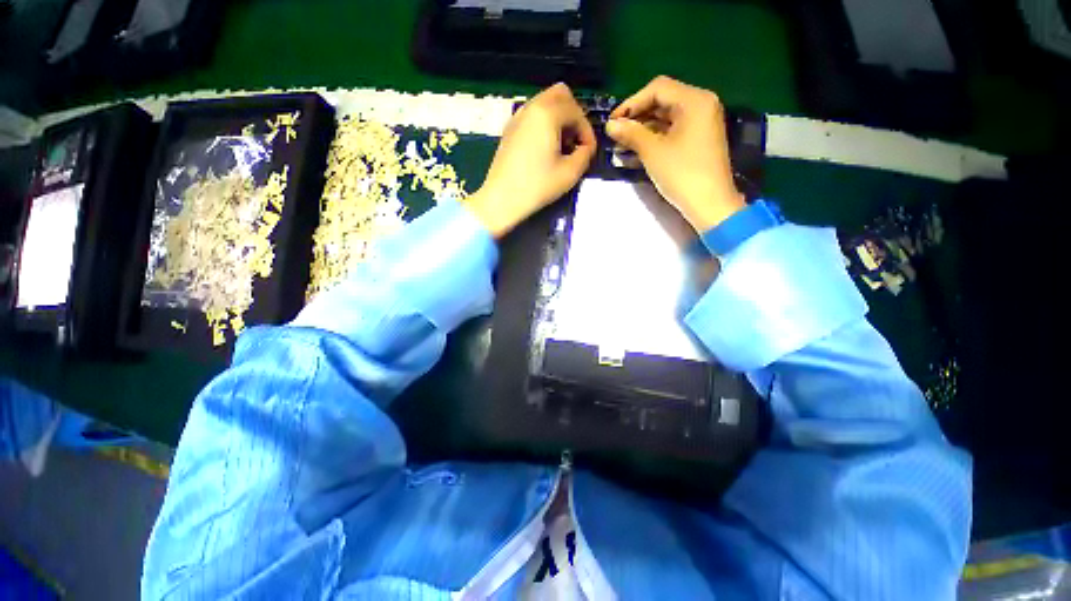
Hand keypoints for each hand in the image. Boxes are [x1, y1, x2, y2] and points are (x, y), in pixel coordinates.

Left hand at [467, 83, 596, 238]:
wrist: (501, 199)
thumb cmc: (536, 186)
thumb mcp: (569, 173)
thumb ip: (585, 155)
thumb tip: (585, 148)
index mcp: (547, 114)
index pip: (576, 111)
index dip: (587, 131)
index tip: (588, 152)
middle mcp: (531, 107)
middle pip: (560, 95)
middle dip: (574, 116)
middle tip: (576, 141)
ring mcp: (517, 117)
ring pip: (545, 103)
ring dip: (559, 118)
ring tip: (561, 146)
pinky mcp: (509, 129)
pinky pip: (533, 115)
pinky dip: (544, 123)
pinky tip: (545, 148)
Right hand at [607, 76, 745, 231]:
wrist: (709, 204)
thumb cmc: (682, 174)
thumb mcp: (652, 151)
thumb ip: (630, 133)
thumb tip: (610, 125)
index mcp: (694, 100)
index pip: (657, 89)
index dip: (631, 103)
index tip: (612, 121)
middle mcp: (701, 104)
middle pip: (663, 100)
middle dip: (637, 116)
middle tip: (616, 134)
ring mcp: (702, 122)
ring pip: (666, 117)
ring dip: (643, 128)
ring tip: (622, 143)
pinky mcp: (698, 139)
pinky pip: (673, 130)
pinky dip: (655, 137)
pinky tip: (637, 149)